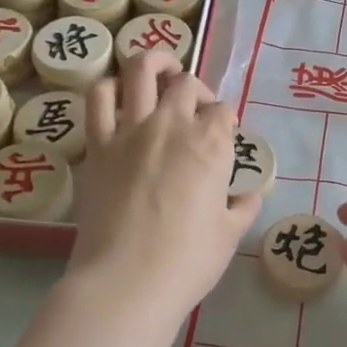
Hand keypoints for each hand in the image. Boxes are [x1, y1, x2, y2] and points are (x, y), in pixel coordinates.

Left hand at [64, 50, 260, 329]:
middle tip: (195, 108)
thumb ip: (243, 207)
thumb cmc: (186, 262)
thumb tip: (249, 197)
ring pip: (140, 70)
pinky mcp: (97, 145)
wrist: (125, 283)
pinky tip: (118, 96)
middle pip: (186, 83)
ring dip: (153, 64)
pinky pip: (99, 99)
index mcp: (210, 144)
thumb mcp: (229, 235)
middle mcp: (172, 125)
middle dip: (196, 89)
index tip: (224, 136)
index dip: (226, 120)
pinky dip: (109, 88)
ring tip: (158, 75)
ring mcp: (130, 131)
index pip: (223, 111)